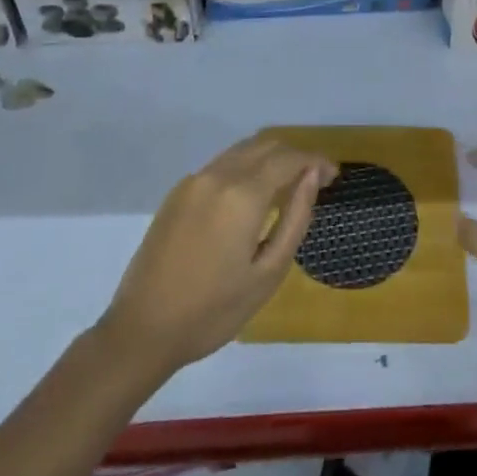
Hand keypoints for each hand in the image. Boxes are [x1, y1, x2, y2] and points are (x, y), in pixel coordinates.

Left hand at [99, 134, 336, 375]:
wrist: (142, 330)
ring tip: (288, 185)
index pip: (290, 158)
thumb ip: (296, 217)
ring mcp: (194, 181)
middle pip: (266, 145)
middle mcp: (218, 175)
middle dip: (295, 156)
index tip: (334, 176)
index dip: (316, 161)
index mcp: (242, 194)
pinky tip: (252, 197)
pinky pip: (222, 165)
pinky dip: (246, 168)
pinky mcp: (178, 193)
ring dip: (270, 158)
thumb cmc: (213, 311)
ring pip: (243, 151)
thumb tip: (313, 176)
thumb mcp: (268, 272)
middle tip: (316, 180)